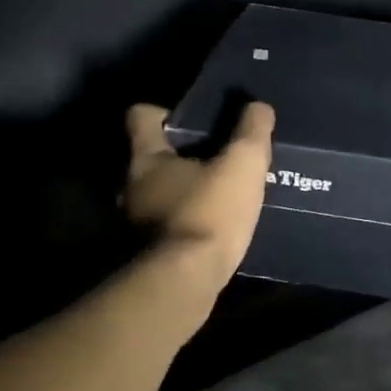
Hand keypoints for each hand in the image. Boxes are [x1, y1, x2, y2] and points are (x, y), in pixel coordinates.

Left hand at [123, 102, 274, 284]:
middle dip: (181, 154)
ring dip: (184, 192)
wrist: (183, 284)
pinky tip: (215, 227)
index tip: (192, 118)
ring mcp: (135, 223)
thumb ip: (252, 132)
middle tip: (217, 156)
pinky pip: (168, 225)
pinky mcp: (147, 253)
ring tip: (220, 193)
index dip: (164, 111)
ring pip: (159, 194)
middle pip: (151, 157)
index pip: (141, 116)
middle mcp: (132, 187)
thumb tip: (258, 106)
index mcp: (147, 158)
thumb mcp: (242, 165)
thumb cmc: (209, 213)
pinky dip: (187, 221)